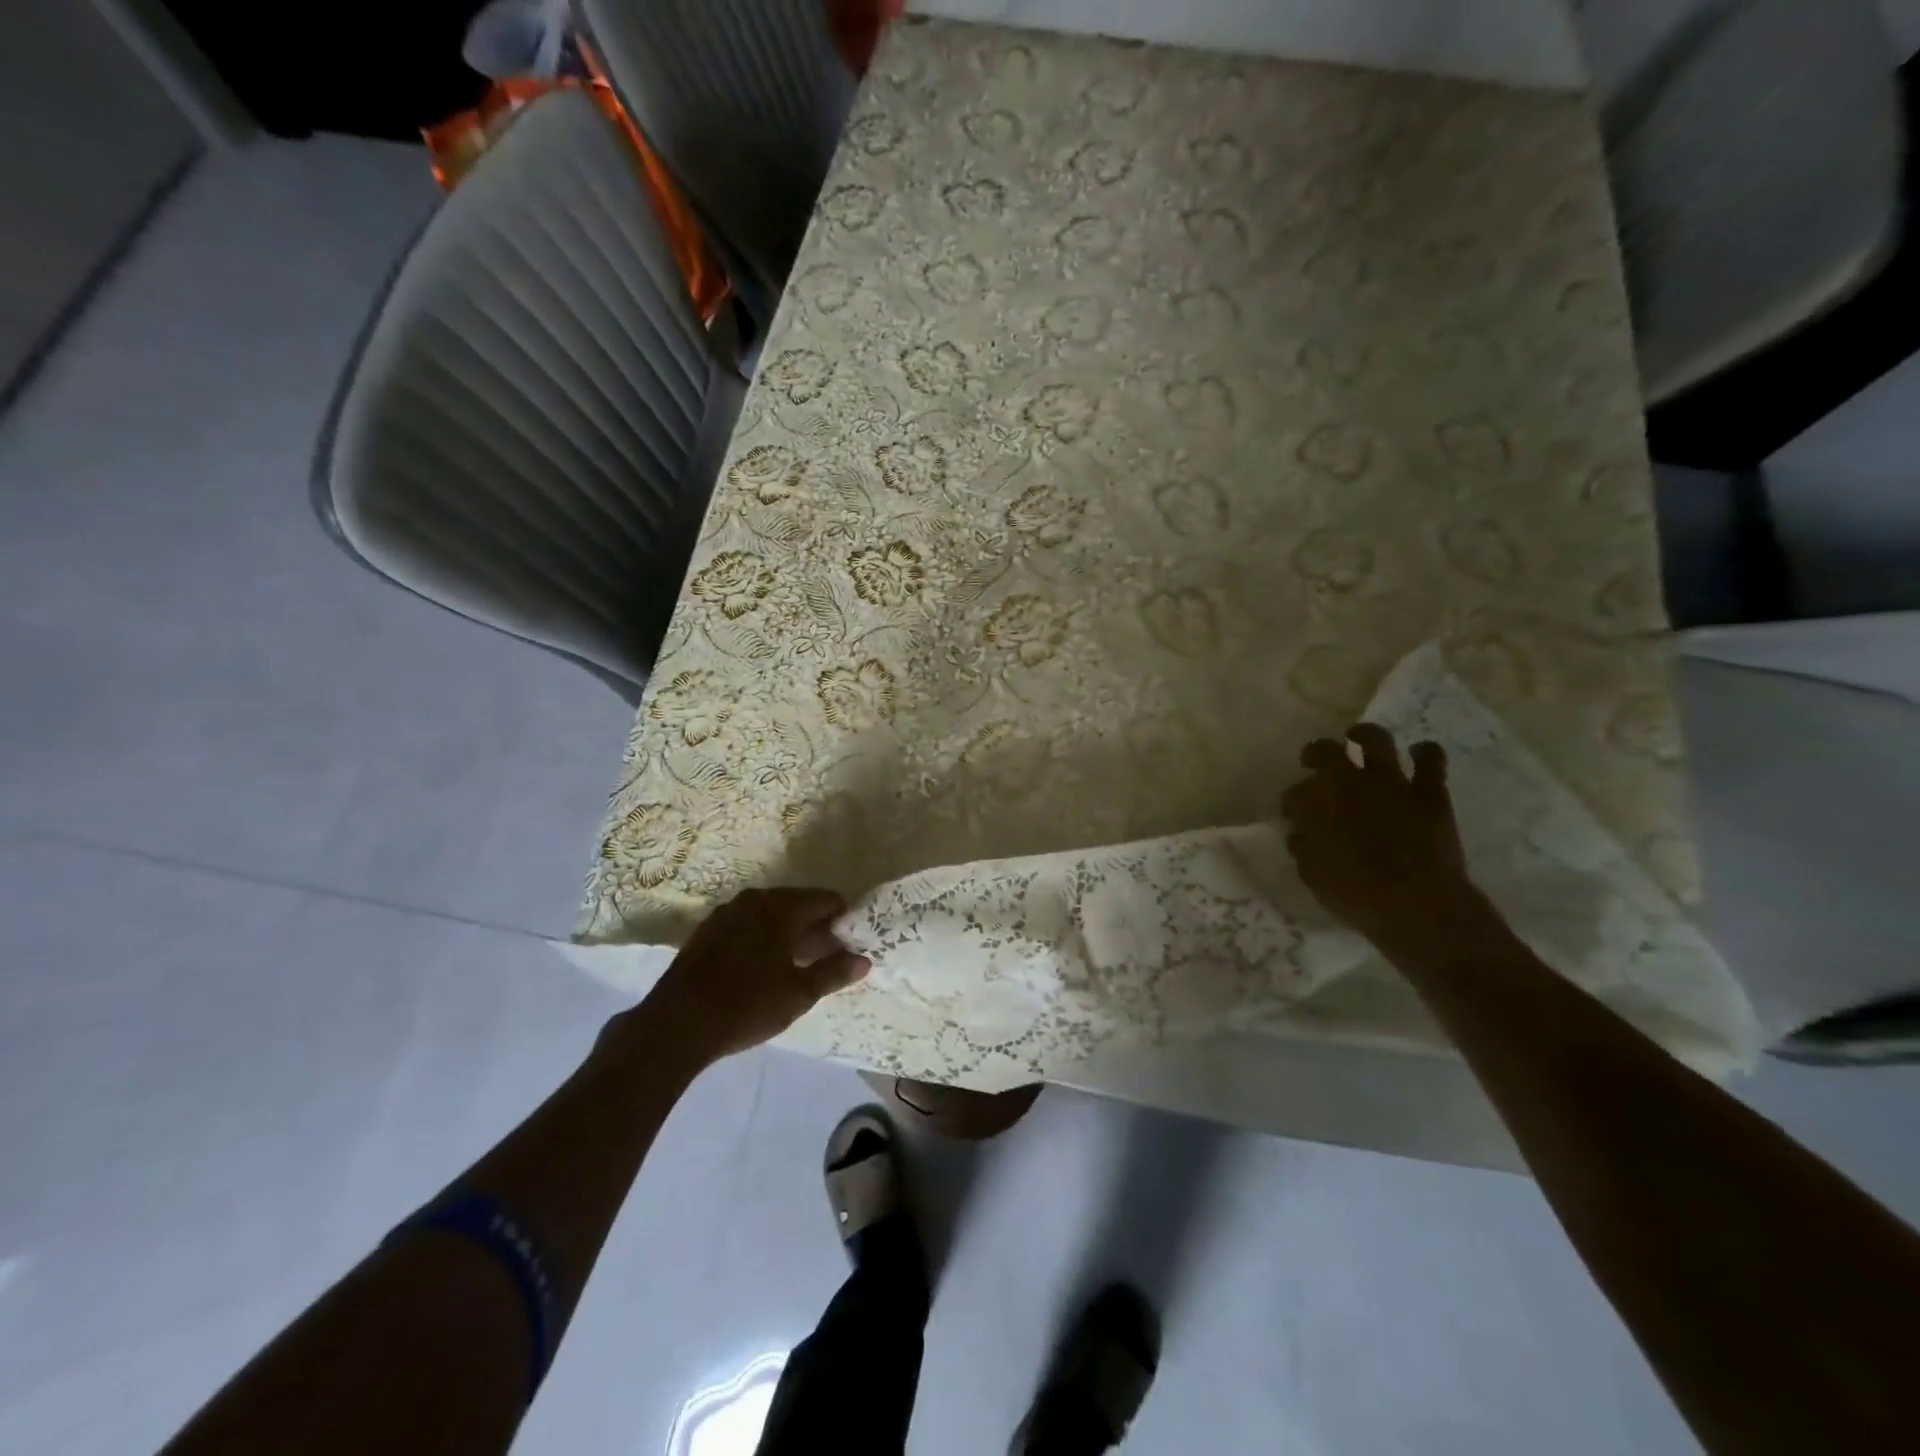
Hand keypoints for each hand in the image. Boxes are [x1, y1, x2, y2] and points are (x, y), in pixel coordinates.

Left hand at [639, 889, 870, 1063]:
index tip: (852, 943)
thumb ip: (833, 972)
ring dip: (789, 934)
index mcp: (781, 907)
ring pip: (771, 916)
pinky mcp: (707, 932)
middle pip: (798, 905)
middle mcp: (754, 900)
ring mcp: (726, 913)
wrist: (676, 1024)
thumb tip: (864, 960)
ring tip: (800, 964)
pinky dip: (763, 939)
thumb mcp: (798, 994)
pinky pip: (747, 926)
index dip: (844, 920)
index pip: (826, 900)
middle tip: (830, 957)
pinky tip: (765, 967)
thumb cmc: (747, 1005)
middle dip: (817, 927)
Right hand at [1282, 724, 1487, 956]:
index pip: (1295, 792)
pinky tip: (1420, 752)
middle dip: (1316, 752)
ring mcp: (1392, 783)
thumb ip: (1304, 848)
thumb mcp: (1313, 875)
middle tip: (1315, 760)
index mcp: (1317, 805)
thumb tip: (1300, 833)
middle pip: (1326, 751)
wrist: (1417, 905)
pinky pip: (1431, 760)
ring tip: (1359, 736)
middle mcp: (1350, 784)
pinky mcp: (1430, 792)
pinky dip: (1425, 752)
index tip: (1293, 814)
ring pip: (1376, 740)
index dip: (1292, 801)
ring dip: (1365, 734)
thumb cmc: (1356, 895)